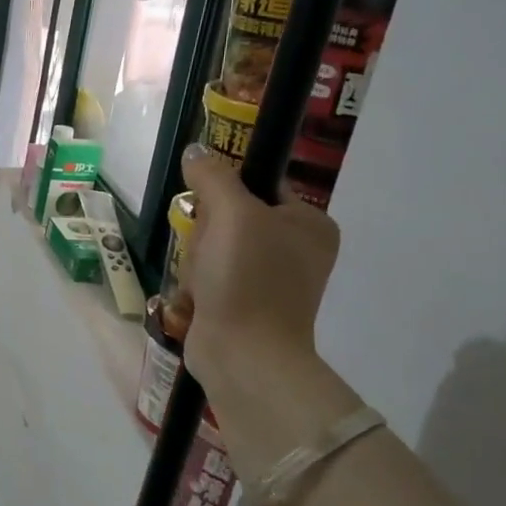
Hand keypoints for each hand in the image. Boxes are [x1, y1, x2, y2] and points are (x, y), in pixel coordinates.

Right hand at [178, 145, 340, 389]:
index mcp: (309, 224)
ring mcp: (270, 282)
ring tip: (201, 280)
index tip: (209, 208)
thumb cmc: (247, 277)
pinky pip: (210, 278)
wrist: (243, 354)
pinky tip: (198, 298)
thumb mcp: (231, 213)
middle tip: (205, 249)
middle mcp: (296, 250)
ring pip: (214, 248)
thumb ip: (213, 176)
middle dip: (205, 232)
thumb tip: (196, 151)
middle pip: (230, 217)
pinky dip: (197, 285)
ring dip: (196, 261)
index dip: (226, 191)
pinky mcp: (245, 306)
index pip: (259, 184)